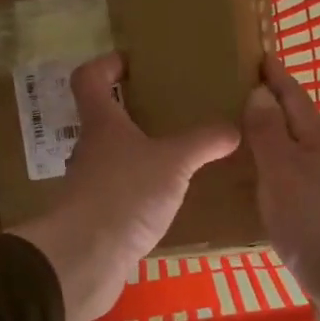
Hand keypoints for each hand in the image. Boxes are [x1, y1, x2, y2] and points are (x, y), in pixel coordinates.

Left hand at [11, 53, 238, 320]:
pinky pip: (119, 193)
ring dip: (137, 155)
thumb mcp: (174, 163)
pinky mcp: (94, 217)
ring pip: (112, 158)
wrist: (85, 258)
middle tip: (168, 112)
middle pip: (103, 119)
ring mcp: (88, 185)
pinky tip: (165, 201)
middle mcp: (89, 149)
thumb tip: (234, 128)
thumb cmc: (125, 194)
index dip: (106, 65)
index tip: (130, 62)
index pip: (90, 79)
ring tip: (174, 158)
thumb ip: (203, 143)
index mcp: (102, 124)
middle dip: (132, 113)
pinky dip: (139, 191)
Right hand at [243, 58, 319, 320]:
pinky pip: (290, 184)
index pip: (293, 97)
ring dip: (270, 142)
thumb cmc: (314, 221)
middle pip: (296, 124)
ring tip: (237, 136)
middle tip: (236, 93)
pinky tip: (253, 187)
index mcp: (318, 141)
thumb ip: (269, 132)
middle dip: (271, 107)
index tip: (259, 54)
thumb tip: (261, 92)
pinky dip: (271, 176)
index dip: (275, 76)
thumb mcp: (283, 171)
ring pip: (293, 155)